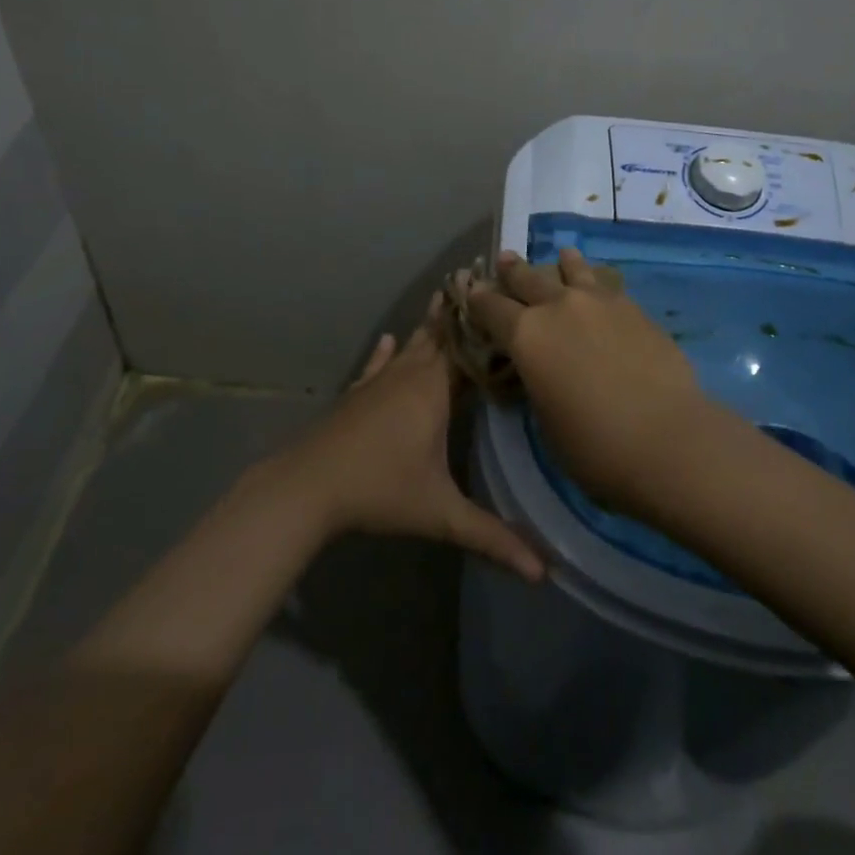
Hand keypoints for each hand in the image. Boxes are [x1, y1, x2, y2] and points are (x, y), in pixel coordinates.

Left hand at [284, 299, 544, 580]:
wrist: (309, 485)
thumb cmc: (380, 490)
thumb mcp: (441, 514)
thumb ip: (493, 538)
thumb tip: (546, 574)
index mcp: (436, 390)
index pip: (471, 349)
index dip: (490, 328)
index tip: (511, 301)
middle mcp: (410, 374)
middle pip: (442, 336)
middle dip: (464, 313)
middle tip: (485, 281)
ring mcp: (380, 380)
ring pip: (412, 343)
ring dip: (431, 323)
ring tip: (447, 294)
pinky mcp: (358, 393)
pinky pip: (377, 363)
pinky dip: (386, 350)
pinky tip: (387, 338)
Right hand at [467, 248, 722, 516]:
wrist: (667, 438)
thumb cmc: (595, 446)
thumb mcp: (546, 419)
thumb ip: (537, 382)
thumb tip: (540, 367)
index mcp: (526, 336)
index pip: (491, 307)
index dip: (478, 298)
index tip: (471, 289)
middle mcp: (558, 307)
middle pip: (528, 278)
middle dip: (513, 270)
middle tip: (506, 259)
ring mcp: (599, 302)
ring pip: (572, 270)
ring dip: (561, 264)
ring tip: (561, 258)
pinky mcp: (633, 308)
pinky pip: (605, 284)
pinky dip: (594, 281)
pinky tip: (598, 286)